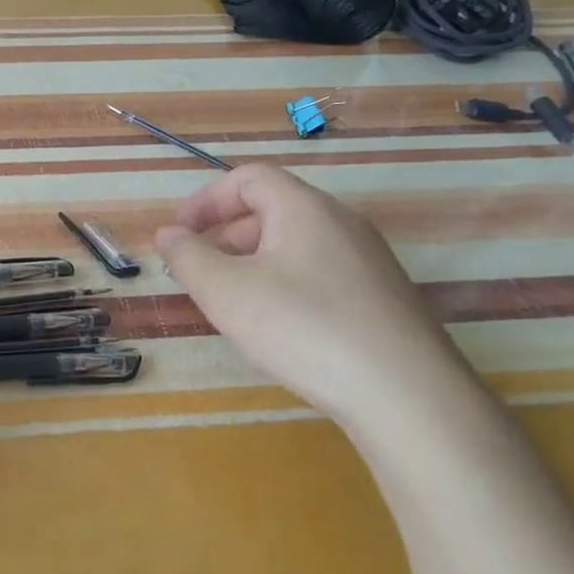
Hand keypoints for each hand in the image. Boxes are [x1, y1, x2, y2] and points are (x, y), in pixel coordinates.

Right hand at [155, 164, 471, 424]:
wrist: (406, 395)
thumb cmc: (303, 327)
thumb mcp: (225, 291)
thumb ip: (187, 257)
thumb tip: (168, 234)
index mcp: (304, 209)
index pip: (249, 178)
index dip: (206, 200)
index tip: (179, 234)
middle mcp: (341, 223)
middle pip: (272, 210)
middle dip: (224, 235)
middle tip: (197, 273)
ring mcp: (368, 261)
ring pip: (294, 245)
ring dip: (251, 263)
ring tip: (230, 303)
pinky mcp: (381, 298)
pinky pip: (319, 273)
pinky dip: (283, 284)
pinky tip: (277, 328)